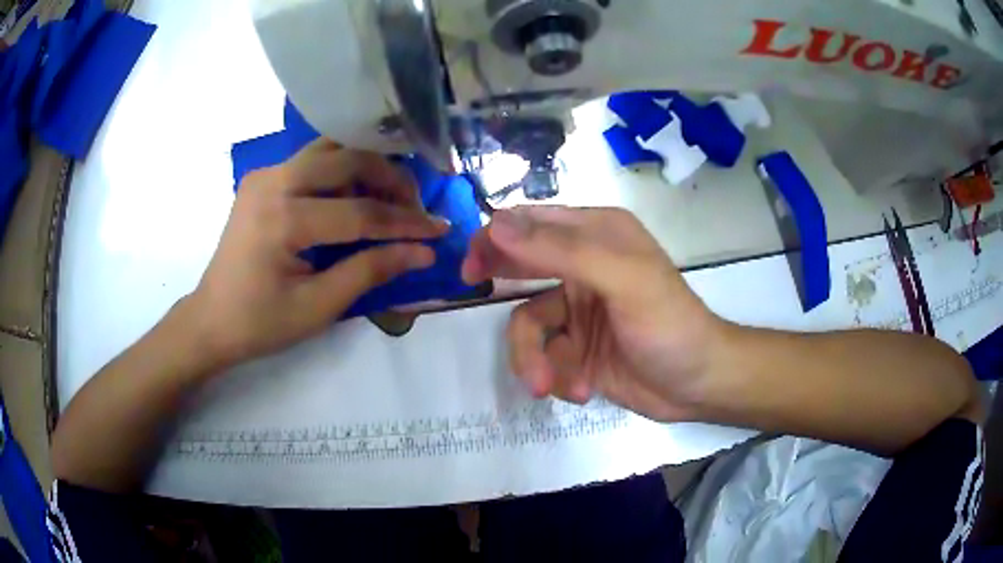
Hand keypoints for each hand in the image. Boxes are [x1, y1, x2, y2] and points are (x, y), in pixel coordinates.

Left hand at [187, 139, 448, 368]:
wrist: (211, 319)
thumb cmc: (261, 323)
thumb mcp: (319, 306)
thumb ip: (371, 271)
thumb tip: (423, 252)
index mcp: (282, 219)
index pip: (360, 212)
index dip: (405, 223)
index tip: (439, 231)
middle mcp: (274, 182)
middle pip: (348, 159)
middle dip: (391, 180)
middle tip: (416, 208)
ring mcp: (266, 174)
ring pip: (331, 149)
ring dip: (368, 167)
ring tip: (392, 196)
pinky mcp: (264, 178)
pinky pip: (313, 161)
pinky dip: (343, 171)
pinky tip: (357, 193)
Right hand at [461, 206, 723, 421]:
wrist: (698, 385)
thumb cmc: (669, 324)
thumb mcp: (621, 279)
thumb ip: (561, 250)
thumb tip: (497, 225)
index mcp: (597, 236)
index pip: (534, 223)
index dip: (497, 237)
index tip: (472, 265)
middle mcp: (584, 267)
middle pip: (522, 265)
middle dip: (501, 285)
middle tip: (471, 291)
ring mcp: (579, 312)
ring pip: (529, 324)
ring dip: (534, 358)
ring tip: (549, 383)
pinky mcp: (577, 350)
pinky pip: (545, 358)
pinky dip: (558, 377)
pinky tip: (583, 389)